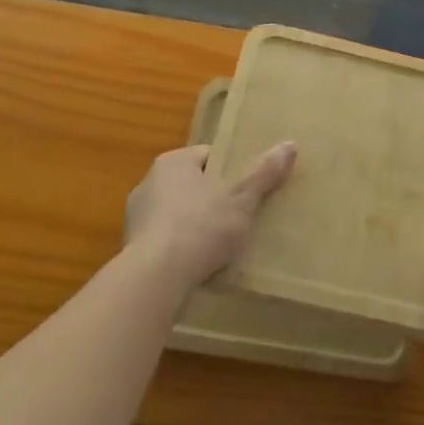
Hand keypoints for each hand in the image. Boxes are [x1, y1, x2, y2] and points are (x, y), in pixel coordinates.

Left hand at [125, 142, 295, 294]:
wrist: (154, 280)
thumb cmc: (200, 226)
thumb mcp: (241, 198)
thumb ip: (264, 172)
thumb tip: (290, 144)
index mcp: (173, 163)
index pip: (208, 155)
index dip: (231, 169)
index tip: (248, 186)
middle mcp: (149, 183)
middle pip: (192, 185)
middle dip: (213, 199)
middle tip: (240, 214)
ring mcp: (137, 219)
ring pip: (177, 215)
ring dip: (195, 227)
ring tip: (222, 245)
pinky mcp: (133, 251)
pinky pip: (166, 243)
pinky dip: (181, 251)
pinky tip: (199, 266)